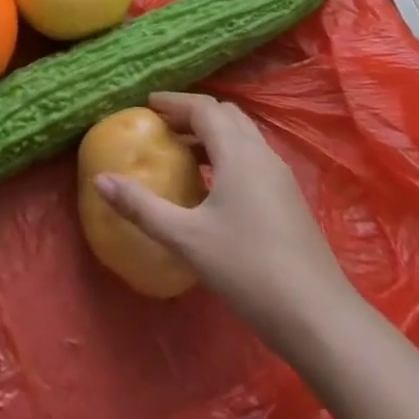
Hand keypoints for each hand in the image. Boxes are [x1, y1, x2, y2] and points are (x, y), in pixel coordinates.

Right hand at [93, 91, 357, 340]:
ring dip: (212, 135)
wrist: (318, 317)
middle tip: (162, 125)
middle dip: (193, 114)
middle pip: (227, 116)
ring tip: (181, 152)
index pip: (205, 109)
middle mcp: (262, 155)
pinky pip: (253, 159)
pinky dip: (227, 155)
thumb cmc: (248, 268)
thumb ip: (141, 207)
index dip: (175, 102)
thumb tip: (100, 181)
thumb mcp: (186, 238)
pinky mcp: (289, 200)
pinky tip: (212, 186)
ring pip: (243, 137)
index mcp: (239, 153)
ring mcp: (281, 178)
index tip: (147, 104)